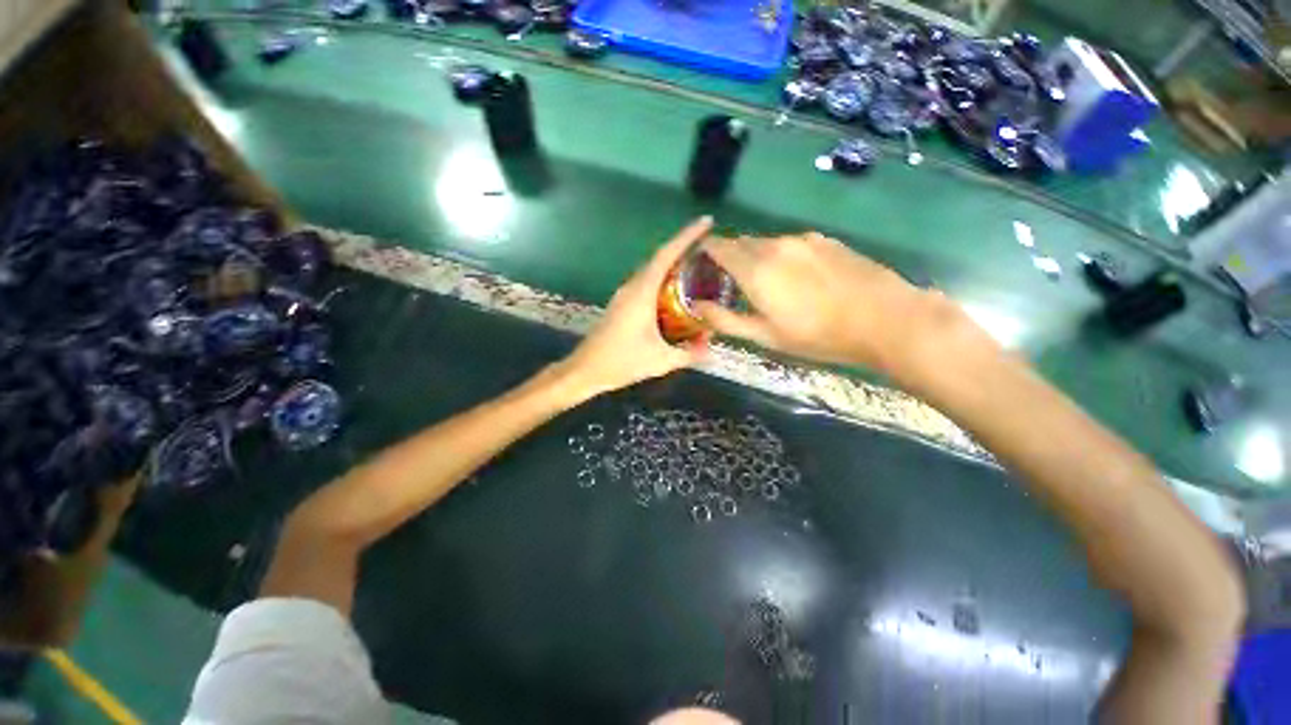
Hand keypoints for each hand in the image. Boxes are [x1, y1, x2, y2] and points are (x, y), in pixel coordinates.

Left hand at [560, 217, 712, 399]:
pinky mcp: (621, 304)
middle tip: (709, 250)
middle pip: (660, 258)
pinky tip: (676, 293)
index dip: (687, 236)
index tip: (706, 222)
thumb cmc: (621, 362)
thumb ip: (689, 354)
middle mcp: (632, 287)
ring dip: (672, 264)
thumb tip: (713, 351)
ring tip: (697, 268)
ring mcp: (624, 295)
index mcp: (641, 293)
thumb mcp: (661, 361)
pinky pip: (646, 283)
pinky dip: (663, 280)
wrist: (585, 370)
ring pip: (652, 270)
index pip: (666, 255)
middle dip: (683, 248)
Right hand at [696, 232, 956, 373]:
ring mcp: (803, 239)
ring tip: (766, 283)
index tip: (700, 265)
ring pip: (767, 243)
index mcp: (756, 268)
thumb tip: (697, 306)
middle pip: (741, 242)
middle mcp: (776, 244)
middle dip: (730, 257)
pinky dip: (781, 256)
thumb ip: (726, 319)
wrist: (885, 319)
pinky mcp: (826, 241)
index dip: (705, 252)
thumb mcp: (766, 336)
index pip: (718, 246)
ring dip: (757, 257)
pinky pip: (791, 244)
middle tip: (731, 282)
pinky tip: (797, 278)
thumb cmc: (817, 335)